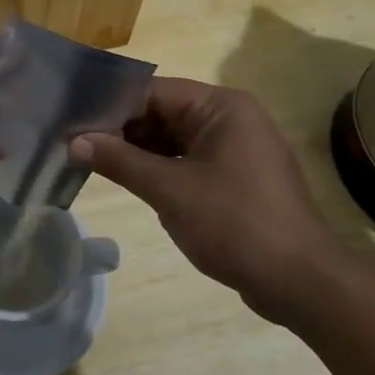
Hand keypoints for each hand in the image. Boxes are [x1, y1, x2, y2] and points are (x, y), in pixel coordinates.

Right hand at [70, 78, 346, 323]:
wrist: (301, 282)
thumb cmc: (235, 223)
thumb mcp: (169, 190)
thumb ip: (119, 161)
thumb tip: (73, 141)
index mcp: (221, 107)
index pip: (153, 92)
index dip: (111, 106)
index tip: (72, 122)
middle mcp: (230, 118)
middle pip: (161, 113)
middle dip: (121, 130)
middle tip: (74, 145)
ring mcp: (235, 149)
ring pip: (172, 139)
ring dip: (136, 152)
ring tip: (90, 162)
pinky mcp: (235, 178)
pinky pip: (187, 161)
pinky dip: (158, 169)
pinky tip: (127, 180)